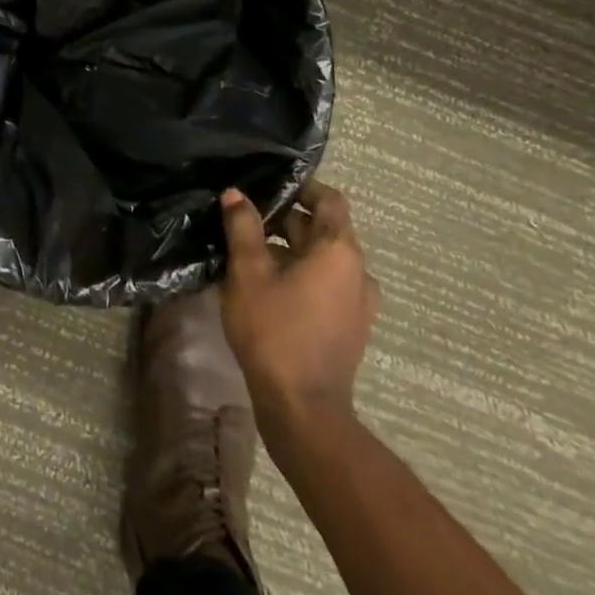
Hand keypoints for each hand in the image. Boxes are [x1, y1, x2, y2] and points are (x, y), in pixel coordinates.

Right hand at [219, 179, 379, 428]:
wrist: (303, 409)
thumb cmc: (275, 330)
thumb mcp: (248, 271)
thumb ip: (243, 227)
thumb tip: (236, 194)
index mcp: (339, 251)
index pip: (330, 200)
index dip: (302, 187)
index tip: (269, 185)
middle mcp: (358, 272)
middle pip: (324, 229)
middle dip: (286, 219)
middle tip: (245, 217)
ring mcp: (358, 303)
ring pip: (323, 259)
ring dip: (291, 248)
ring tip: (250, 251)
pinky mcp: (350, 327)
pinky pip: (327, 284)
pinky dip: (301, 274)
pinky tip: (267, 285)